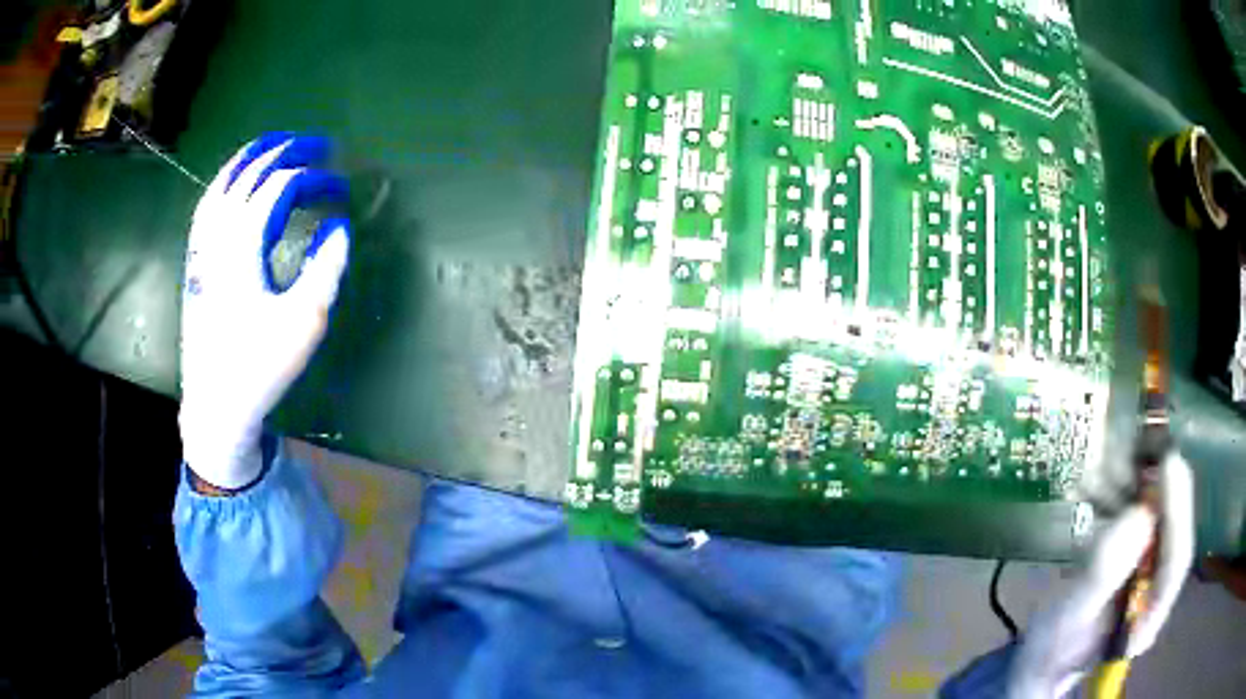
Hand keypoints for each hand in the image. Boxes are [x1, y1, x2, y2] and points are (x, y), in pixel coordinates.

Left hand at [179, 133, 349, 488]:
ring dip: (253, 156)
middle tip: (321, 147)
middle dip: (289, 152)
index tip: (341, 191)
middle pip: (253, 172)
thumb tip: (338, 227)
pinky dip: (226, 180)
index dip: (316, 179)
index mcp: (244, 243)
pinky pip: (208, 203)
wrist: (215, 404)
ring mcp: (202, 245)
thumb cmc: (260, 365)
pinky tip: (236, 181)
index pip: (282, 186)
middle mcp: (218, 233)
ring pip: (224, 180)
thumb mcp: (305, 321)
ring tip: (278, 145)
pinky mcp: (195, 260)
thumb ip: (326, 267)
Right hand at [1008, 452, 1194, 697]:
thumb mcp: (1068, 619)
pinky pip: (1135, 520)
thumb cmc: (1049, 652)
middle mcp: (1154, 591)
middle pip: (1171, 531)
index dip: (1178, 510)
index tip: (1169, 462)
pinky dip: (1121, 495)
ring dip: (1137, 485)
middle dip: (1161, 488)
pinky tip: (1099, 481)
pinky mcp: (1131, 561)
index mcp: (1147, 618)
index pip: (1177, 560)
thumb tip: (1140, 514)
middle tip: (1146, 447)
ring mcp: (1144, 575)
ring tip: (1114, 458)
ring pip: (1155, 519)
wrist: (1036, 664)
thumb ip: (1103, 575)